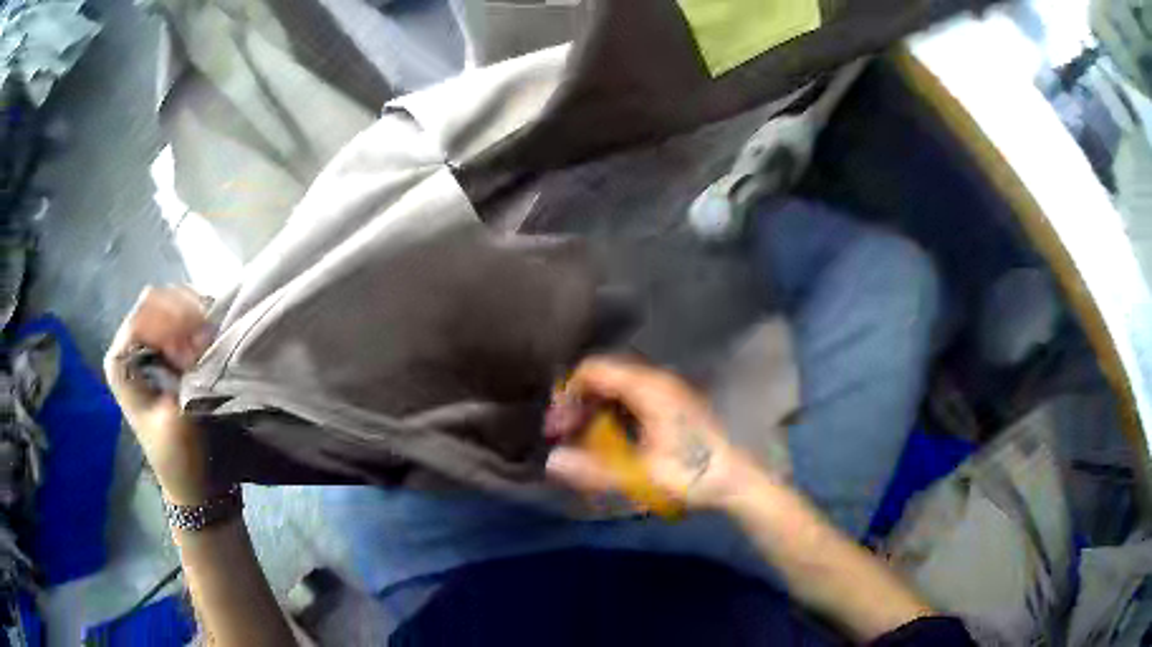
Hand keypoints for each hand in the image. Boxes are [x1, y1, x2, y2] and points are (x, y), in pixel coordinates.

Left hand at [104, 286, 215, 504]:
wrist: (193, 480)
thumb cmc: (179, 455)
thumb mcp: (177, 416)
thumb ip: (184, 370)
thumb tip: (203, 332)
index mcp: (121, 360)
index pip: (145, 313)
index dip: (173, 322)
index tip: (199, 345)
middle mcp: (131, 344)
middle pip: (158, 302)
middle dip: (185, 315)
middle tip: (208, 341)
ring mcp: (150, 344)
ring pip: (172, 304)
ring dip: (195, 317)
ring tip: (210, 343)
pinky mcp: (168, 349)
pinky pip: (184, 317)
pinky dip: (200, 322)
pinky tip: (210, 340)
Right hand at [545, 356, 764, 510]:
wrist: (738, 480)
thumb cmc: (692, 474)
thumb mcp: (641, 476)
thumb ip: (594, 470)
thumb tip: (551, 461)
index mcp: (649, 388)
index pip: (594, 370)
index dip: (568, 393)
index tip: (557, 425)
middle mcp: (657, 381)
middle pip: (604, 377)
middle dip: (578, 402)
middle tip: (563, 435)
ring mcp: (667, 391)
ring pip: (618, 388)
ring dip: (595, 408)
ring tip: (581, 439)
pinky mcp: (673, 405)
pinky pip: (632, 398)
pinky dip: (612, 413)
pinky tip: (609, 440)